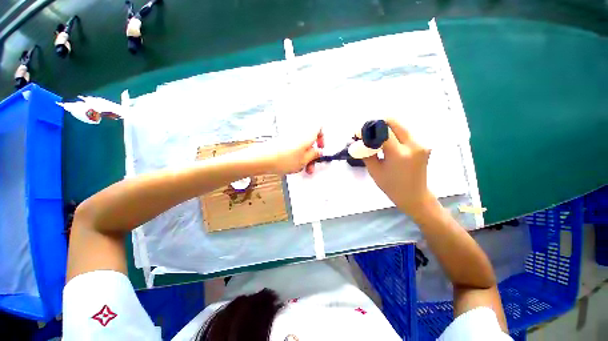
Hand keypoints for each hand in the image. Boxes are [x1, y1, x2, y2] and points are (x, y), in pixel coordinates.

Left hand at [254, 128, 323, 174]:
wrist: (262, 159)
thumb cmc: (284, 159)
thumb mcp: (304, 160)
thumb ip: (314, 155)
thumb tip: (320, 151)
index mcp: (306, 135)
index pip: (319, 127)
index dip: (322, 137)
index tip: (321, 148)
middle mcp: (298, 134)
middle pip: (310, 140)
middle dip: (313, 154)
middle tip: (311, 166)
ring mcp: (289, 138)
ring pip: (302, 146)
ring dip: (305, 157)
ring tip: (302, 168)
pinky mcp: (282, 143)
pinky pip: (294, 148)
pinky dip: (297, 156)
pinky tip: (293, 165)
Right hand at [363, 119, 434, 215]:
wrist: (414, 195)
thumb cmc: (391, 186)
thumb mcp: (374, 170)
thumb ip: (366, 153)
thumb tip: (358, 141)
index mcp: (399, 154)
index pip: (382, 131)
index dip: (368, 129)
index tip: (358, 133)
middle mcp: (413, 144)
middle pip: (393, 121)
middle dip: (376, 123)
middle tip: (367, 132)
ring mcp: (421, 143)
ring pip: (399, 125)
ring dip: (384, 128)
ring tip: (375, 138)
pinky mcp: (423, 144)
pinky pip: (404, 132)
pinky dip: (393, 133)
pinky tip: (386, 142)